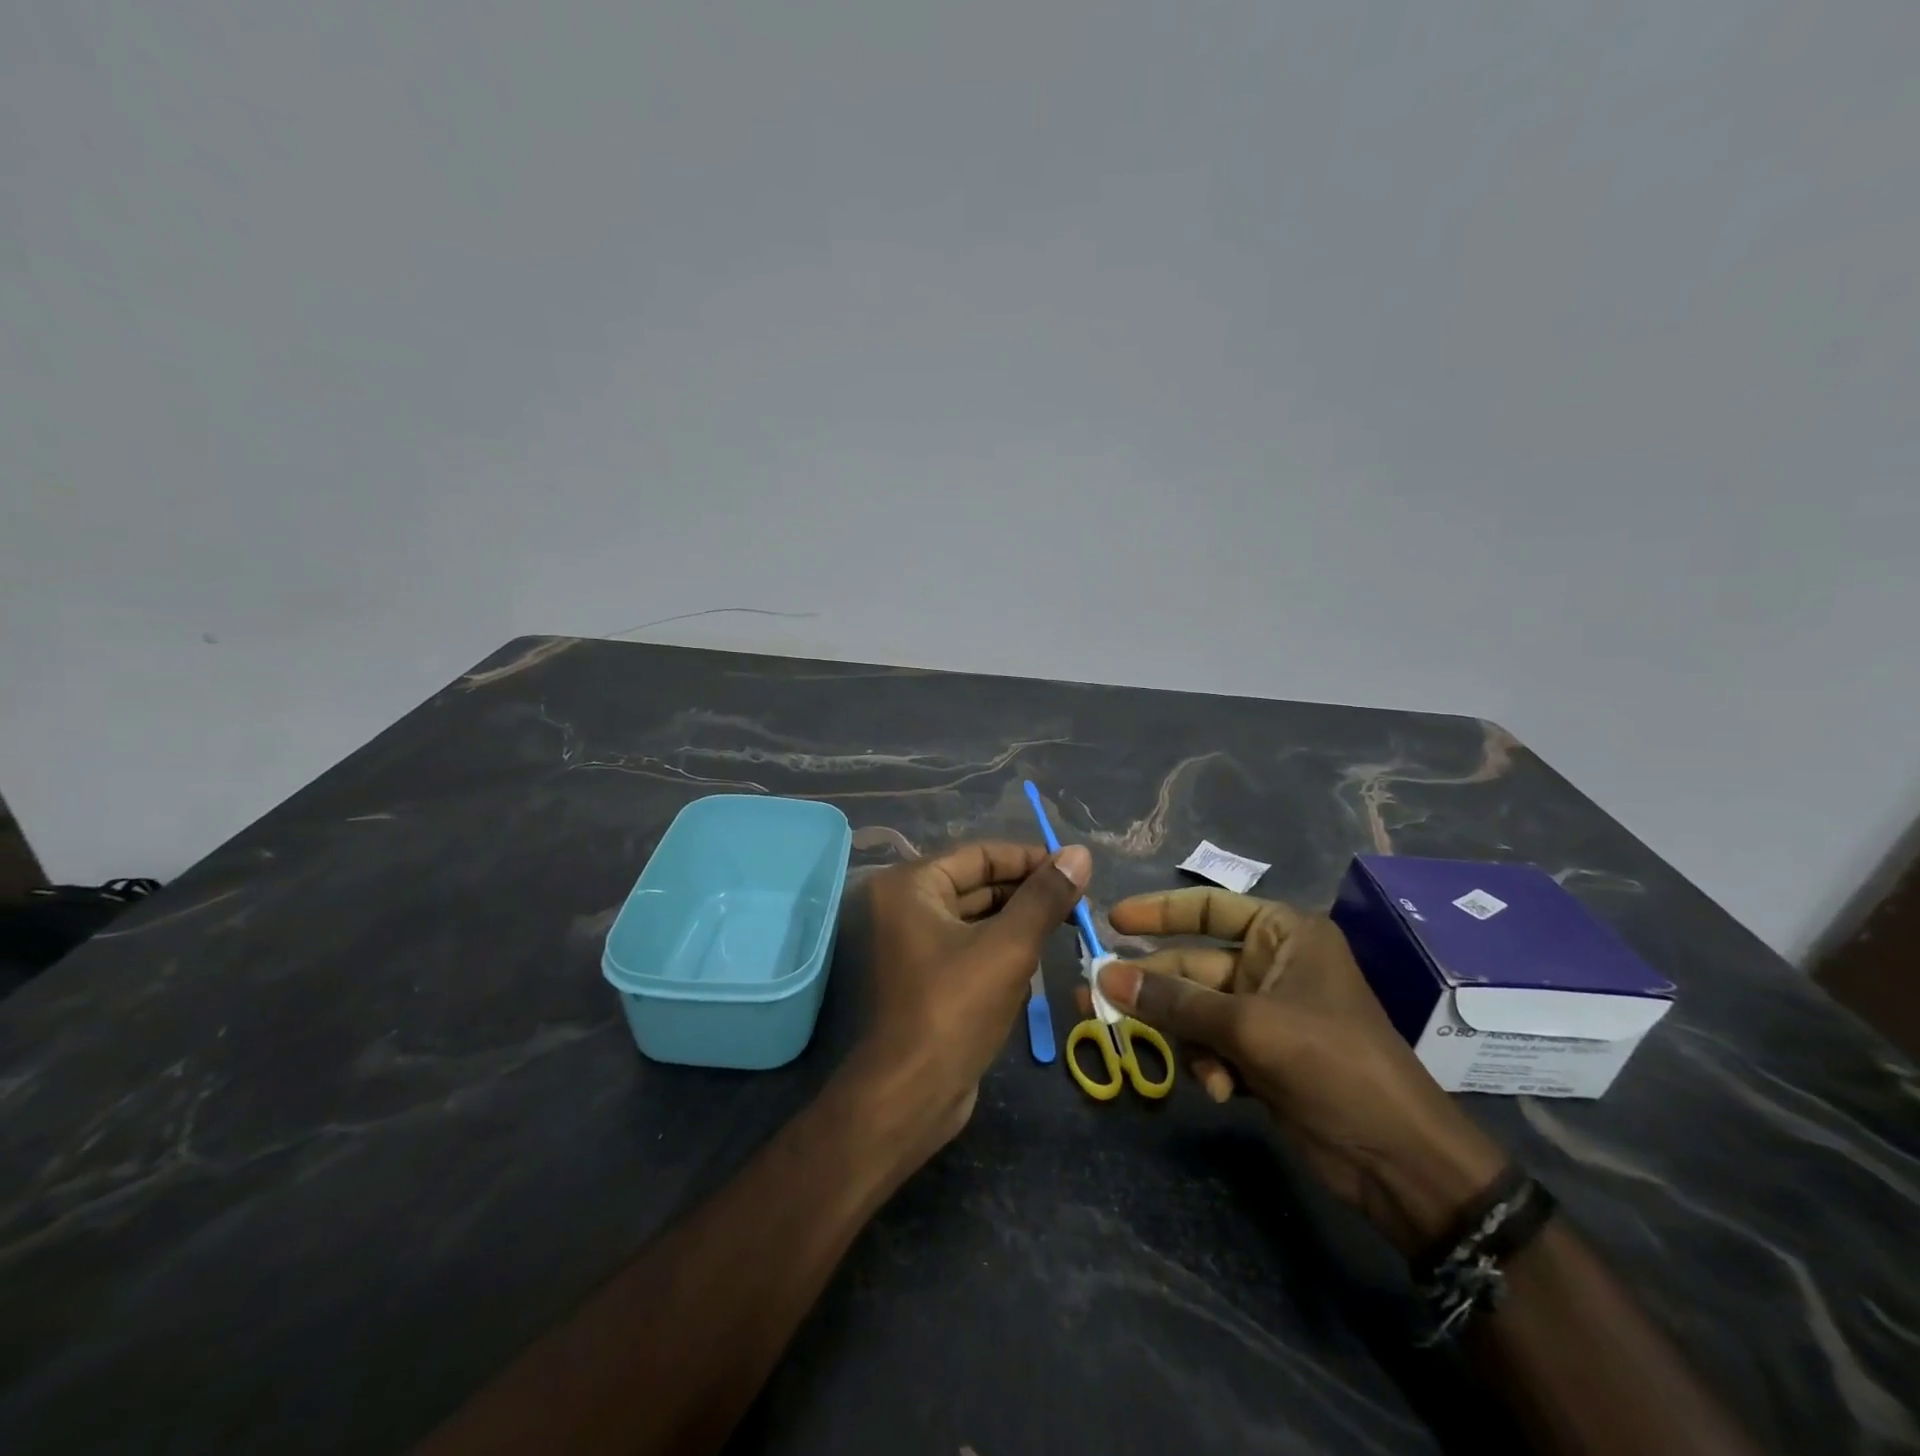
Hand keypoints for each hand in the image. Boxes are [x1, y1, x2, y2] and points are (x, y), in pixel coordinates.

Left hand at [841, 840, 1089, 1162]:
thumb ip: (1044, 898)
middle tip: (1079, 899)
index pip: (979, 855)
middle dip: (1027, 891)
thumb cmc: (954, 1010)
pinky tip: (1039, 954)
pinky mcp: (922, 977)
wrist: (909, 1098)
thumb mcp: (1008, 948)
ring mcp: (909, 944)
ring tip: (1068, 922)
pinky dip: (1000, 946)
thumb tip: (1080, 853)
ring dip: (1018, 920)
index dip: (1029, 858)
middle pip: (976, 884)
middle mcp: (902, 907)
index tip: (1075, 868)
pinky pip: (967, 947)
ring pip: (975, 918)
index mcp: (909, 886)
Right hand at [1096, 888, 1505, 1254]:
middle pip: (1193, 965)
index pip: (1209, 908)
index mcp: (1284, 934)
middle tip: (1094, 997)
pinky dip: (1207, 1064)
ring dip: (1181, 1036)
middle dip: (1153, 988)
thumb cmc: (1333, 1066)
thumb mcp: (1249, 1027)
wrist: (1400, 1160)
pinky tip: (1220, 1091)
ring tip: (1163, 1057)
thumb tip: (1103, 975)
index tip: (1112, 922)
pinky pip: (1212, 1044)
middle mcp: (1273, 964)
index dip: (1158, 912)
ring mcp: (1267, 1012)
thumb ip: (1174, 1001)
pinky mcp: (1263, 1055)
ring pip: (1196, 1009)